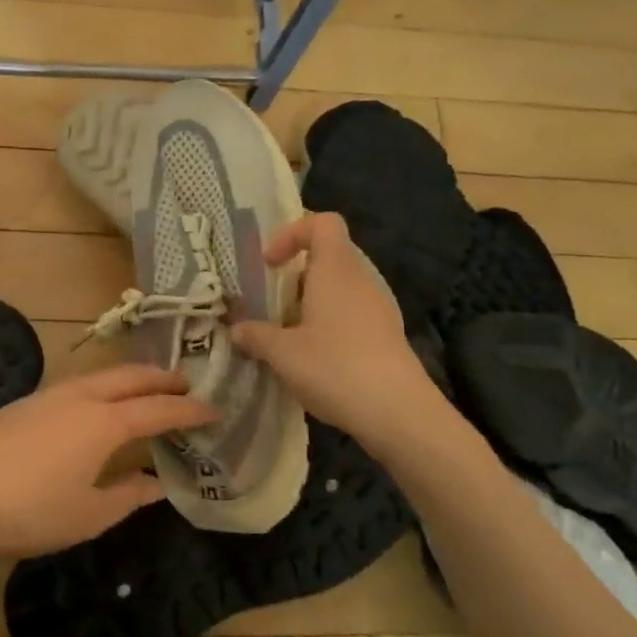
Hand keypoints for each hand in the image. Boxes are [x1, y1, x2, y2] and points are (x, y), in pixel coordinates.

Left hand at [0, 365, 215, 557]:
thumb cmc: (26, 511)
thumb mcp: (87, 516)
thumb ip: (127, 496)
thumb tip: (156, 484)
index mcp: (105, 422)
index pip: (159, 409)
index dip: (189, 409)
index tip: (215, 410)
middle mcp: (82, 397)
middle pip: (131, 377)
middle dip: (163, 378)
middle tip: (187, 385)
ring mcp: (50, 395)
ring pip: (103, 375)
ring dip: (132, 378)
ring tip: (148, 390)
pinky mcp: (27, 402)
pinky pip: (80, 384)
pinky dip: (104, 386)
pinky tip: (99, 406)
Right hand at [232, 212, 445, 444]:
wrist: (399, 414)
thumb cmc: (335, 368)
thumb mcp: (282, 353)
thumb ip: (255, 335)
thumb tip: (236, 328)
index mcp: (336, 270)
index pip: (322, 223)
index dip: (291, 233)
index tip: (269, 264)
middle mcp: (360, 280)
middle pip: (328, 257)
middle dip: (294, 276)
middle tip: (270, 304)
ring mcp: (378, 309)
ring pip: (338, 289)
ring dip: (309, 304)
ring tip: (286, 336)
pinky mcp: (386, 336)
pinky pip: (350, 315)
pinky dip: (327, 326)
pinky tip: (312, 359)